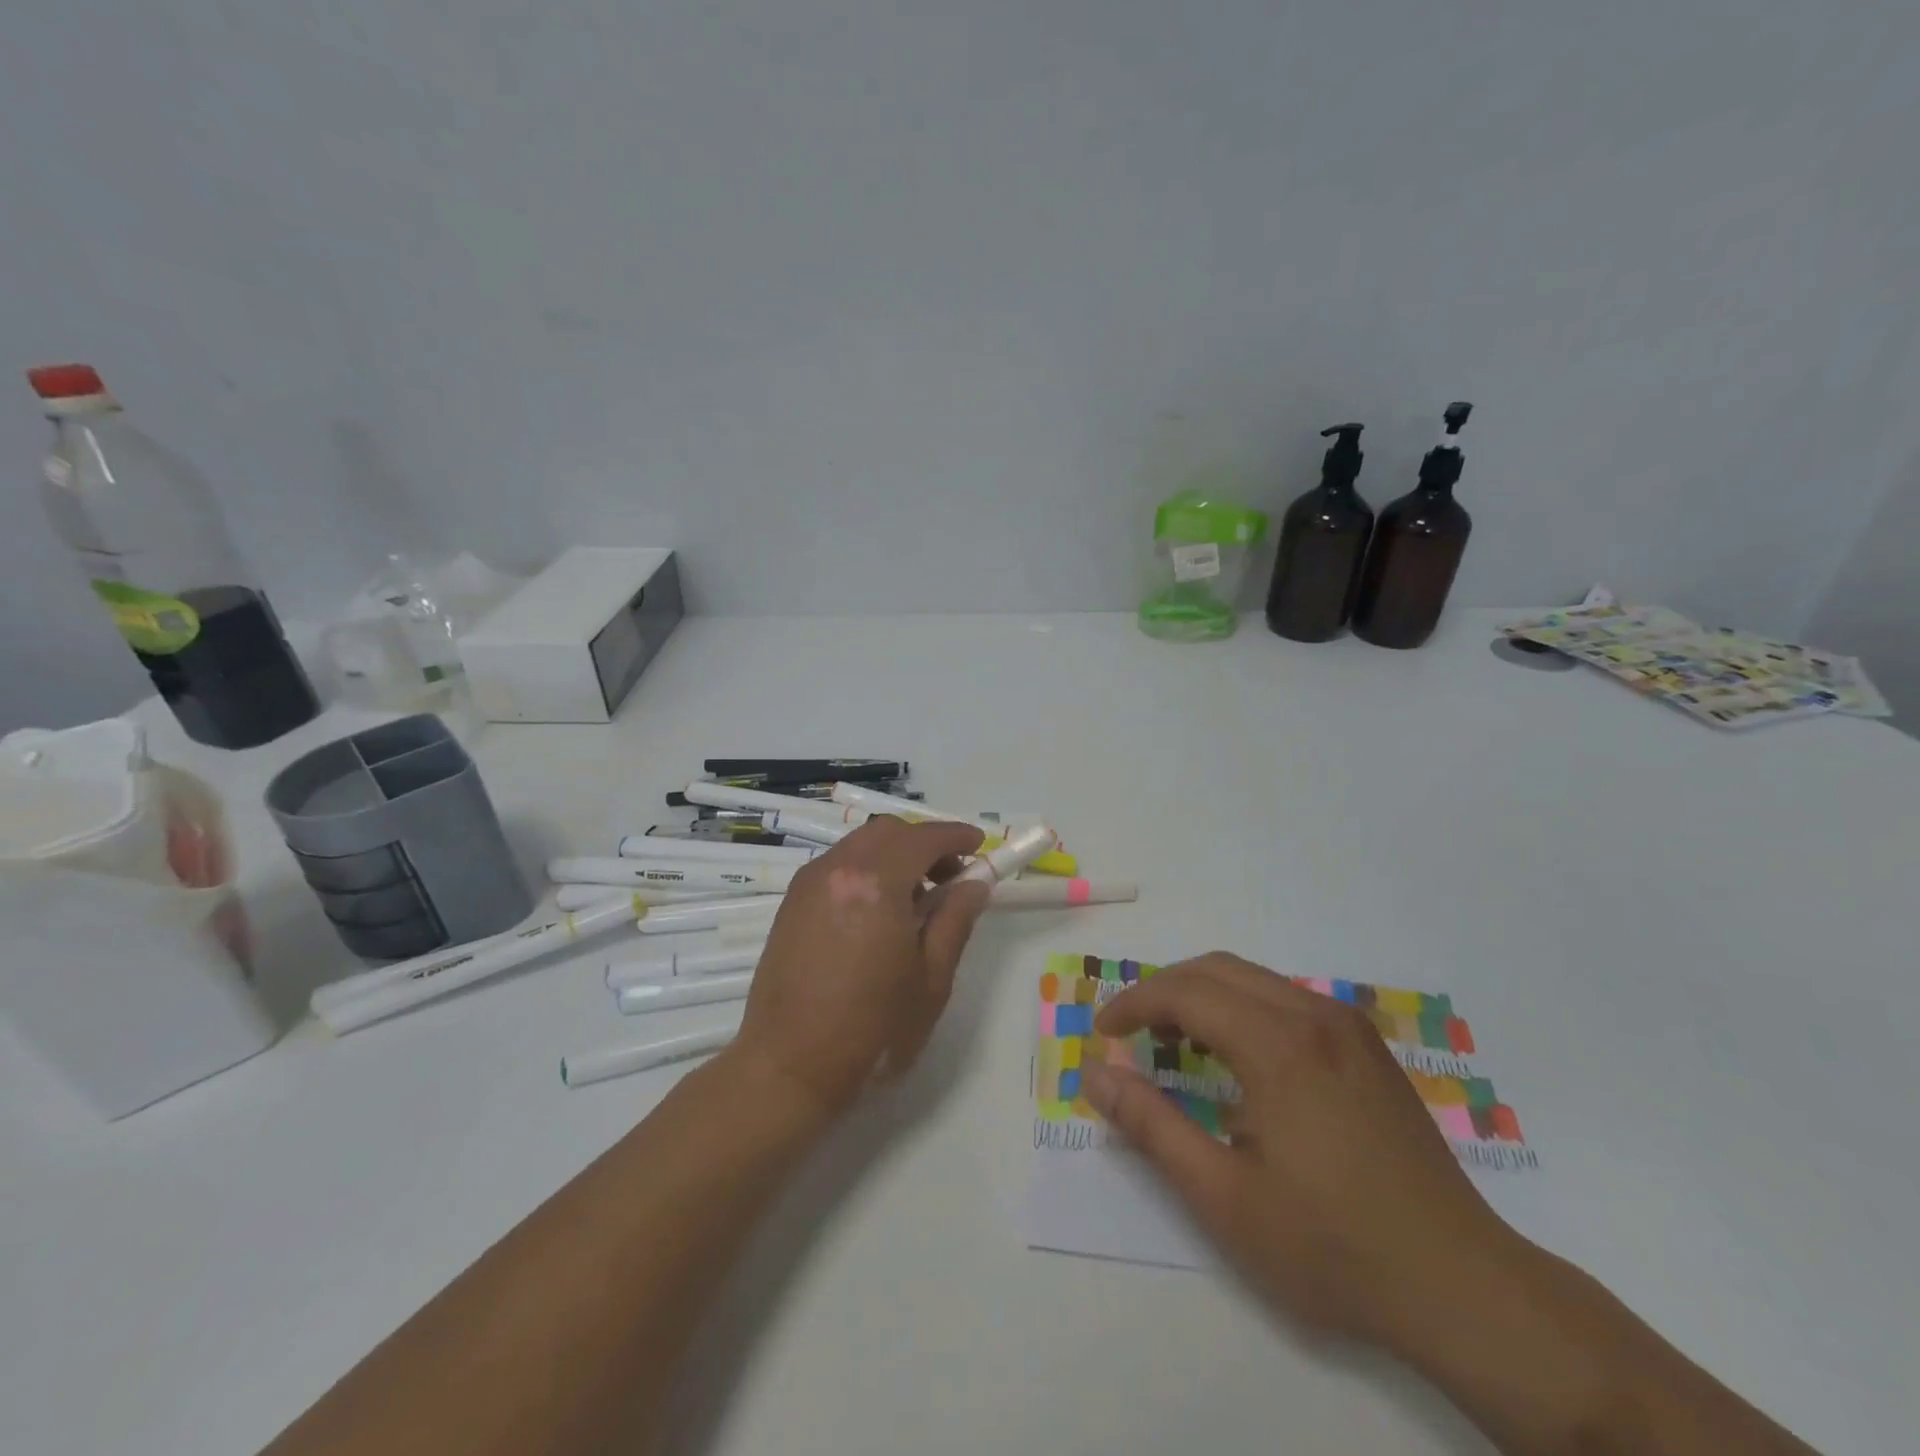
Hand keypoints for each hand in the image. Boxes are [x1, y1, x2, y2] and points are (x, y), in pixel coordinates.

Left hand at [729, 817, 990, 1118]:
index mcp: (876, 883)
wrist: (789, 1067)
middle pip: (889, 832)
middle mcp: (838, 869)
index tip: (979, 846)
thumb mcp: (931, 979)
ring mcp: (808, 883)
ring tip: (915, 900)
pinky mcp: (791, 902)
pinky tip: (878, 912)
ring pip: (860, 844)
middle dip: (925, 843)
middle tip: (950, 878)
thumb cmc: (872, 1030)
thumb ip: (955, 921)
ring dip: (894, 855)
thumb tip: (974, 884)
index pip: (924, 838)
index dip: (956, 836)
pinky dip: (866, 870)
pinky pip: (838, 865)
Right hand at [1083, 953, 1520, 1348]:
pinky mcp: (1367, 1047)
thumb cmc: (1332, 1246)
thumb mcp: (1222, 1196)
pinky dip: (1242, 1008)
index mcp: (1278, 1044)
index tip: (1103, 1034)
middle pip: (1217, 969)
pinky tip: (1237, 1057)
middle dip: (1164, 990)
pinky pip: (1286, 999)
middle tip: (1131, 1033)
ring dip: (1203, 996)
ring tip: (1174, 1042)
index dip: (1134, 1004)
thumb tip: (1093, 1072)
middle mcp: (1314, 1015)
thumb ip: (1149, 1125)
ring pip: (1254, 979)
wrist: (1464, 1288)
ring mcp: (1347, 1027)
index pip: (1185, 992)